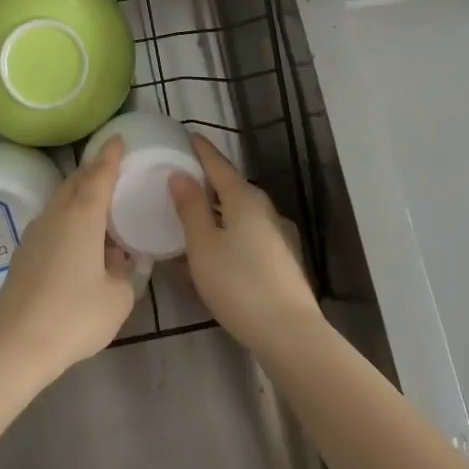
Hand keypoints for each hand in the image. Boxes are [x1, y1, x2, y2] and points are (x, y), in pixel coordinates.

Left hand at [0, 137, 134, 386]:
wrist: (17, 345)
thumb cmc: (74, 316)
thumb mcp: (117, 297)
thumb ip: (124, 271)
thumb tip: (117, 259)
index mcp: (82, 216)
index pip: (99, 175)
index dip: (110, 156)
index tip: (117, 138)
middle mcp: (55, 215)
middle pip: (75, 183)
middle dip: (93, 172)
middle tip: (111, 169)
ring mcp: (34, 233)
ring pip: (60, 202)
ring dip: (79, 197)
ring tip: (98, 206)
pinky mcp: (23, 254)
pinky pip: (51, 223)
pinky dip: (67, 219)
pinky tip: (78, 241)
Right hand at [169, 135, 319, 355]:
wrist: (288, 332)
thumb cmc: (238, 283)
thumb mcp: (203, 245)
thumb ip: (190, 207)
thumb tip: (180, 174)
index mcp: (244, 199)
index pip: (219, 165)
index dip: (202, 151)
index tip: (189, 136)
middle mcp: (265, 210)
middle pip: (233, 188)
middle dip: (210, 181)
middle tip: (185, 178)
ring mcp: (278, 235)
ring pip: (241, 213)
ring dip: (219, 210)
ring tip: (196, 215)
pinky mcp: (283, 260)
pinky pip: (249, 234)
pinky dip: (230, 232)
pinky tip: (218, 249)